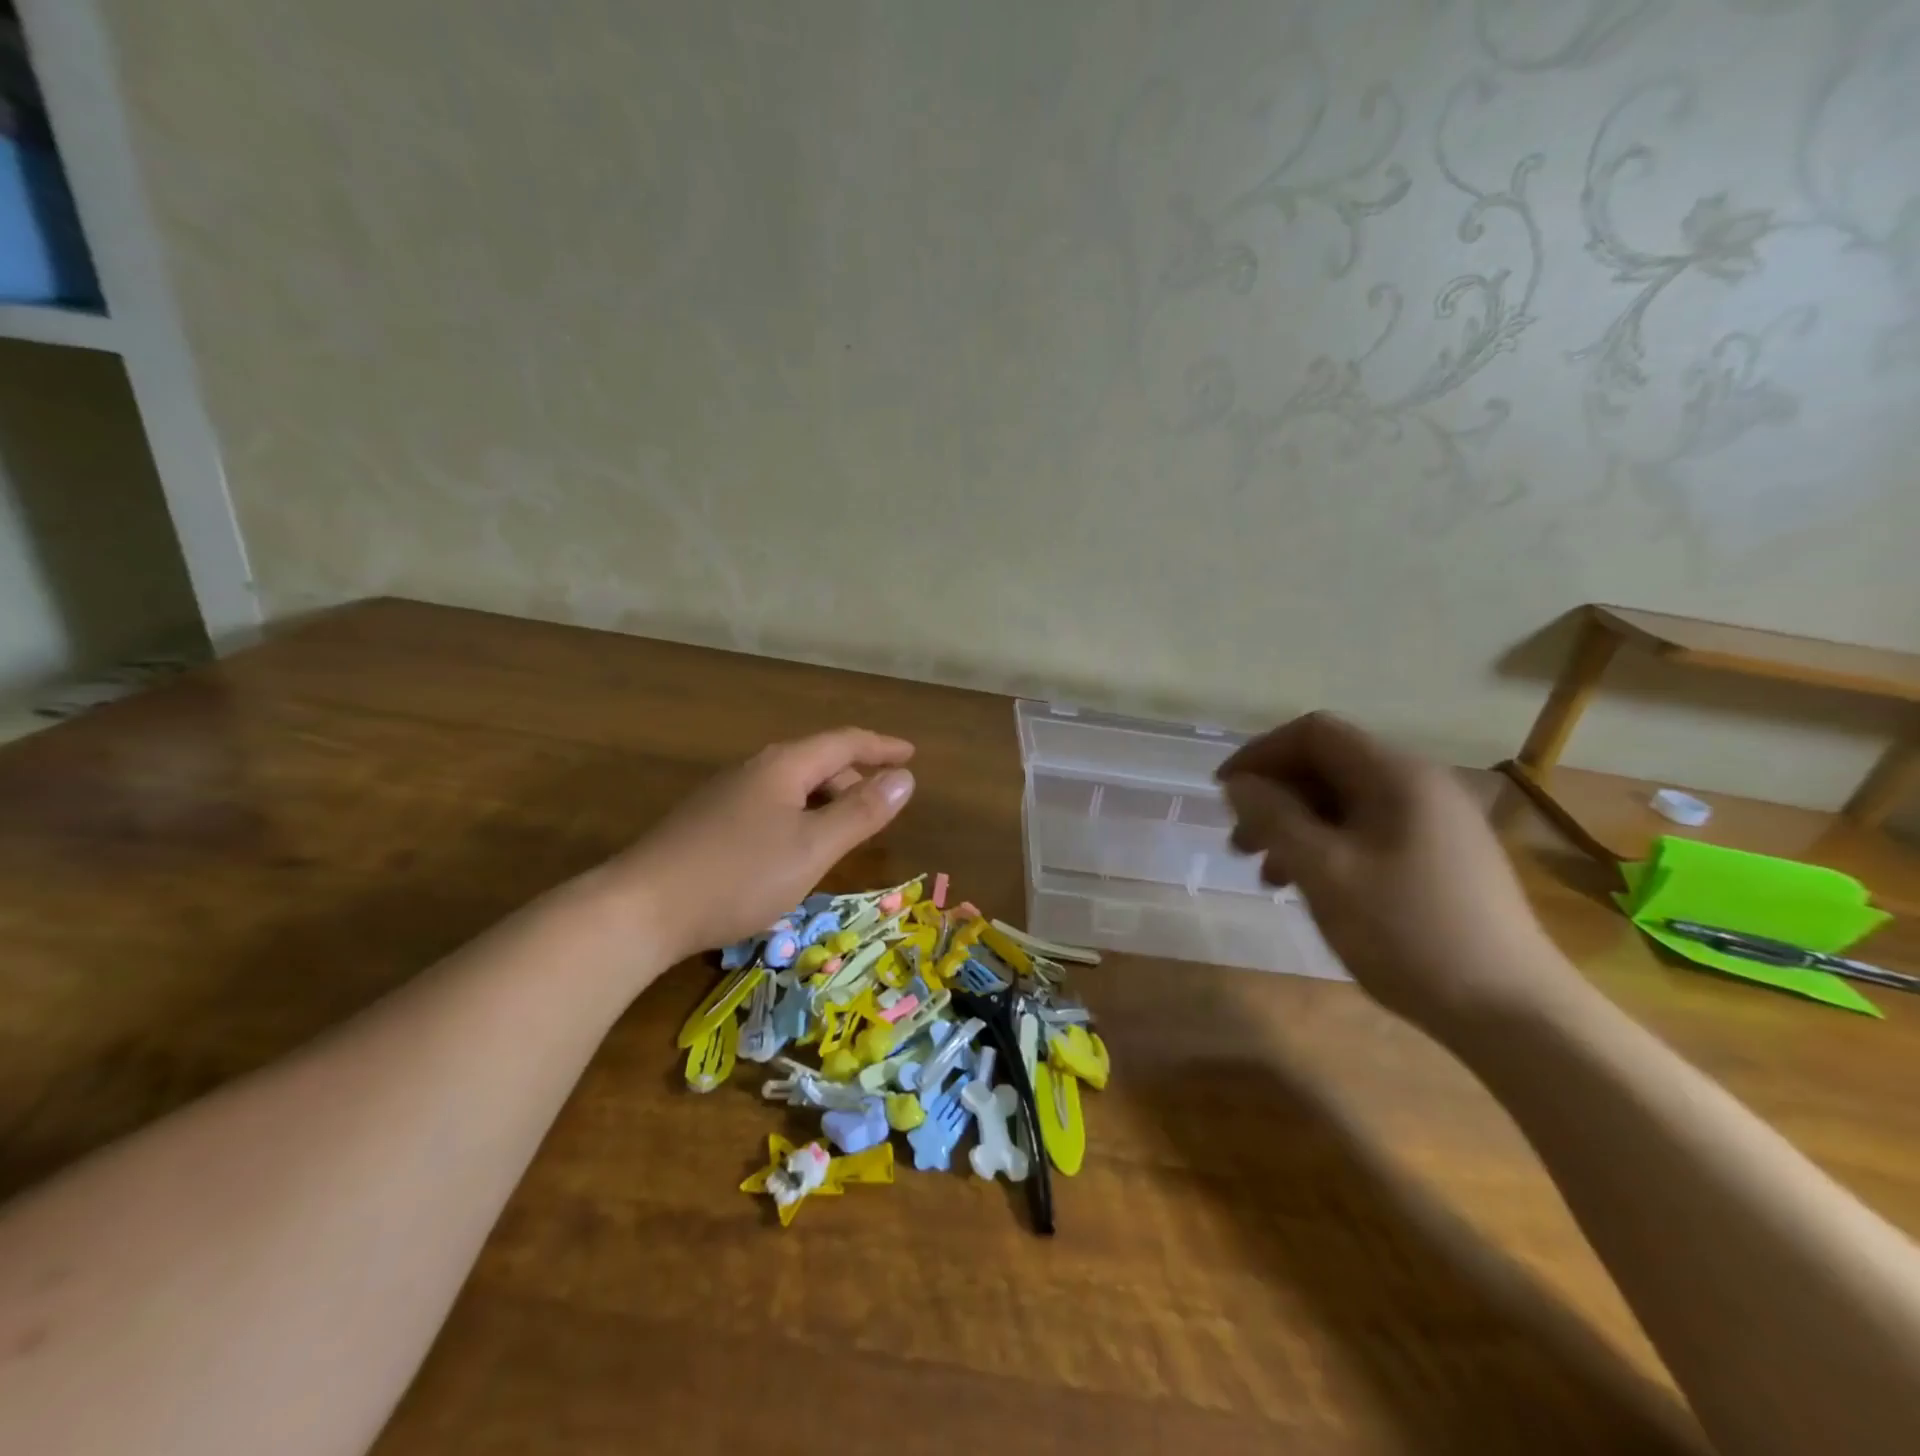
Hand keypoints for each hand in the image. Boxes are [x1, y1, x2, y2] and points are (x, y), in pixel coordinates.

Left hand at [610, 728, 915, 963]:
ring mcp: (726, 794)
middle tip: (882, 806)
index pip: (844, 742)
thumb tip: (905, 778)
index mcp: (784, 766)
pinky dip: (798, 815)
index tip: (911, 754)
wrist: (641, 908)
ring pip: (791, 786)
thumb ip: (861, 813)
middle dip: (854, 778)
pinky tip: (794, 848)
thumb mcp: (812, 848)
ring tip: (843, 830)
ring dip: (825, 799)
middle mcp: (754, 769)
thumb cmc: (738, 875)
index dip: (881, 747)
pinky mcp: (707, 821)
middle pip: (816, 761)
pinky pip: (770, 805)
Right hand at [1218, 712, 1568, 1038]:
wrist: (1512, 1012)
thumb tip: (1239, 784)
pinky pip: (1368, 831)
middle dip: (1275, 796)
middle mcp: (1420, 785)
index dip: (1260, 754)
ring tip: (1267, 873)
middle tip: (1240, 843)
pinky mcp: (1441, 857)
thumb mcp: (1324, 871)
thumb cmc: (1407, 933)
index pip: (1314, 733)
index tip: (1225, 795)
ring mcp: (1436, 822)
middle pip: (1328, 765)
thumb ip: (1274, 818)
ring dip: (1296, 825)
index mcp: (1397, 775)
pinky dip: (1327, 846)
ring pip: (1345, 802)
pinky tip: (1311, 886)